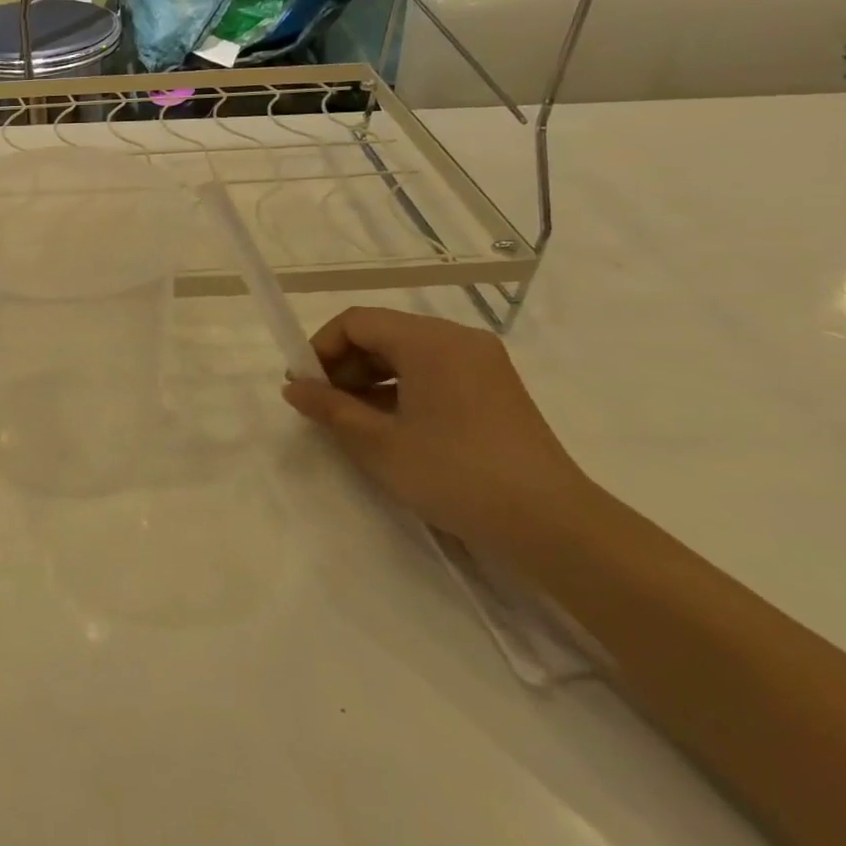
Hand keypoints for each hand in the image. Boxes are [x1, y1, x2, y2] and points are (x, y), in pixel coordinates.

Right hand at [282, 307, 596, 551]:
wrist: (551, 524)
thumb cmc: (454, 474)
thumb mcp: (378, 443)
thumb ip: (330, 408)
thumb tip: (294, 388)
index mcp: (430, 341)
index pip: (357, 321)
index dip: (321, 348)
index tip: (305, 386)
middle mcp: (458, 339)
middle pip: (383, 333)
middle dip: (345, 365)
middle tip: (324, 406)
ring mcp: (482, 363)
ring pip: (407, 354)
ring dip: (371, 379)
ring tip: (354, 421)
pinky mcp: (494, 388)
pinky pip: (433, 372)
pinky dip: (402, 389)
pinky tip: (391, 426)